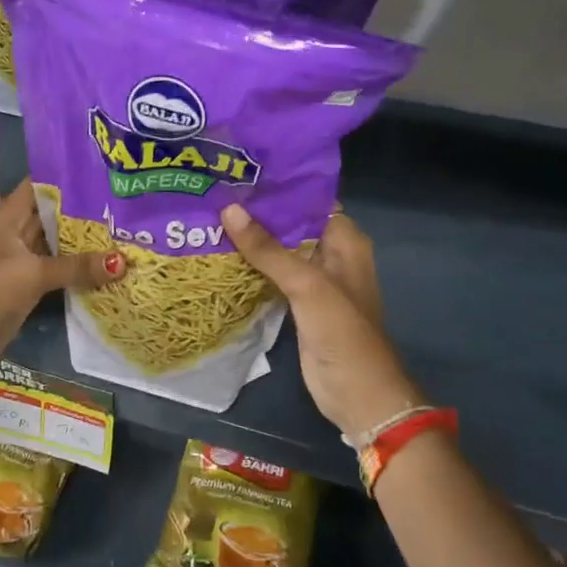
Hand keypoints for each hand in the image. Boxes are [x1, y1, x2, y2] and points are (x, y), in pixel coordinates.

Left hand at [0, 180, 125, 377]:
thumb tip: (123, 262)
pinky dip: (80, 265)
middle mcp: (17, 232)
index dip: (68, 177)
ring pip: (59, 242)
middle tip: (124, 203)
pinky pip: (60, 267)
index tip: (103, 173)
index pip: (41, 185)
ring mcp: (24, 258)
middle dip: (85, 210)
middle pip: (54, 214)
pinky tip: (109, 262)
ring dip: (85, 239)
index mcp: (9, 217)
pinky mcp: (31, 283)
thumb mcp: (34, 274)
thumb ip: (77, 266)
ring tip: (124, 228)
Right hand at [221, 202, 423, 441]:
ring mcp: (314, 280)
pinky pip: (272, 276)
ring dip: (251, 239)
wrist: (357, 393)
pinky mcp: (298, 304)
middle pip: (290, 224)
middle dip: (257, 212)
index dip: (277, 187)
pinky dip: (251, 266)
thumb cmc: (342, 332)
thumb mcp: (306, 284)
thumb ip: (268, 249)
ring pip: (279, 250)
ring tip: (209, 215)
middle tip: (213, 192)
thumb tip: (228, 209)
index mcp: (344, 240)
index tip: (238, 172)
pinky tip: (220, 254)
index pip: (308, 200)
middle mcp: (331, 254)